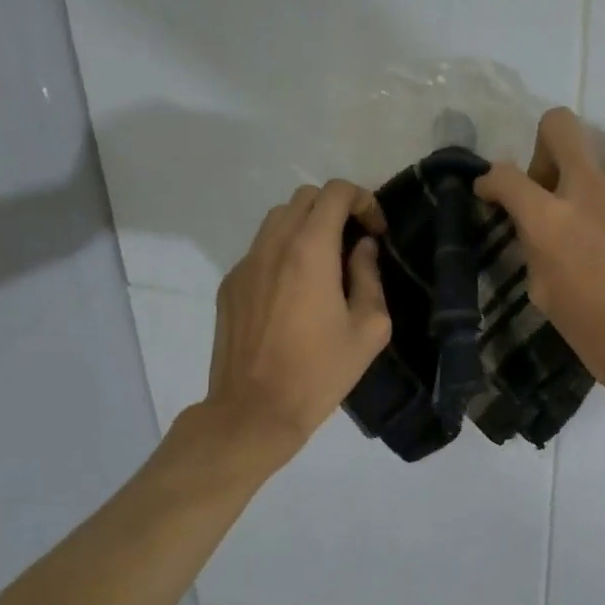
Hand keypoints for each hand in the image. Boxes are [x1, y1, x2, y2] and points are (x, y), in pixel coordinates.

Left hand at [198, 180, 390, 459]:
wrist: (255, 410)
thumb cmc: (320, 372)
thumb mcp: (369, 329)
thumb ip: (369, 278)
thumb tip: (362, 249)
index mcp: (309, 251)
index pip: (335, 193)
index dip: (362, 201)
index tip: (375, 232)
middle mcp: (272, 246)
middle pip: (304, 198)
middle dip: (335, 209)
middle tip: (354, 244)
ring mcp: (244, 264)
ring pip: (277, 220)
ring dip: (307, 228)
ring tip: (326, 265)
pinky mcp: (229, 286)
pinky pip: (260, 250)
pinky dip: (284, 252)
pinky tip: (296, 293)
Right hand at [476, 109, 604, 420]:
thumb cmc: (602, 336)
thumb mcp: (548, 296)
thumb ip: (538, 248)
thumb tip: (539, 228)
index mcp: (551, 221)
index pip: (506, 176)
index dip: (492, 181)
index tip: (494, 191)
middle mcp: (592, 189)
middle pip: (560, 126)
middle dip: (547, 146)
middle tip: (554, 183)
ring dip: (602, 195)